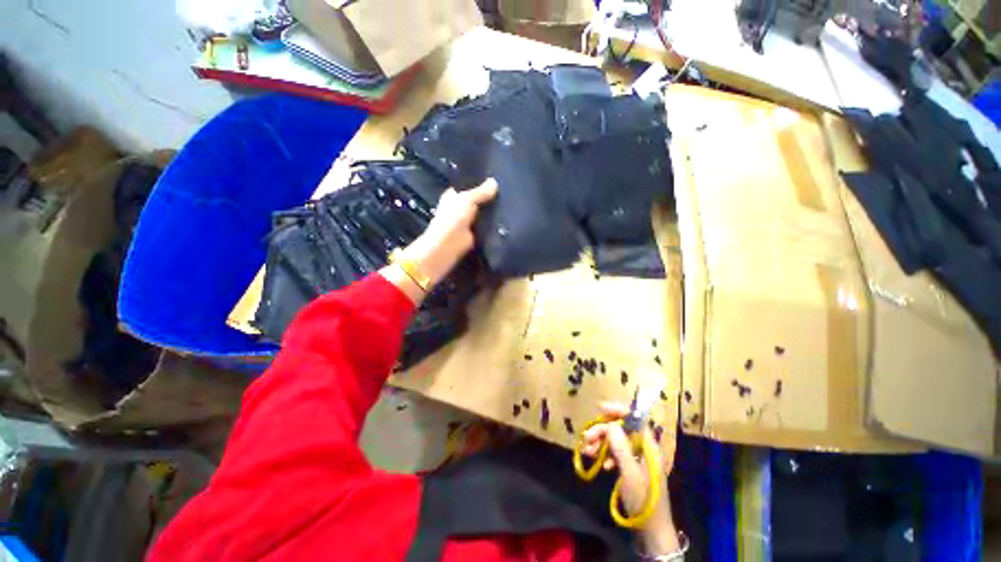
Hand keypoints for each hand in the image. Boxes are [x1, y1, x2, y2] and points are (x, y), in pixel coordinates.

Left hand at [384, 179, 496, 302]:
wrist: (449, 245)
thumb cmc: (453, 218)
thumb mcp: (468, 200)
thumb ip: (481, 192)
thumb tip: (494, 181)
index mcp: (453, 196)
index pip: (466, 187)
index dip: (477, 183)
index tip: (494, 178)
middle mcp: (459, 209)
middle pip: (476, 201)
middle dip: (487, 198)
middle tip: (506, 191)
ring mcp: (467, 223)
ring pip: (482, 214)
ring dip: (492, 213)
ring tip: (510, 205)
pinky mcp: (474, 235)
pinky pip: (486, 227)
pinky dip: (493, 226)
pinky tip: (506, 221)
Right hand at [581, 402, 679, 555]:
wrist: (651, 530)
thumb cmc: (643, 499)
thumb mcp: (630, 473)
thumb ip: (621, 448)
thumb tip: (612, 424)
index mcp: (648, 446)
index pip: (635, 419)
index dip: (618, 410)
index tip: (600, 408)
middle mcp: (644, 448)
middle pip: (622, 430)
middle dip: (603, 431)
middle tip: (586, 437)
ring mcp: (637, 458)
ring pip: (617, 441)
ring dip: (601, 443)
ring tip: (587, 451)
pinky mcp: (632, 467)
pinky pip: (617, 453)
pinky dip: (606, 455)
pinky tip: (601, 465)